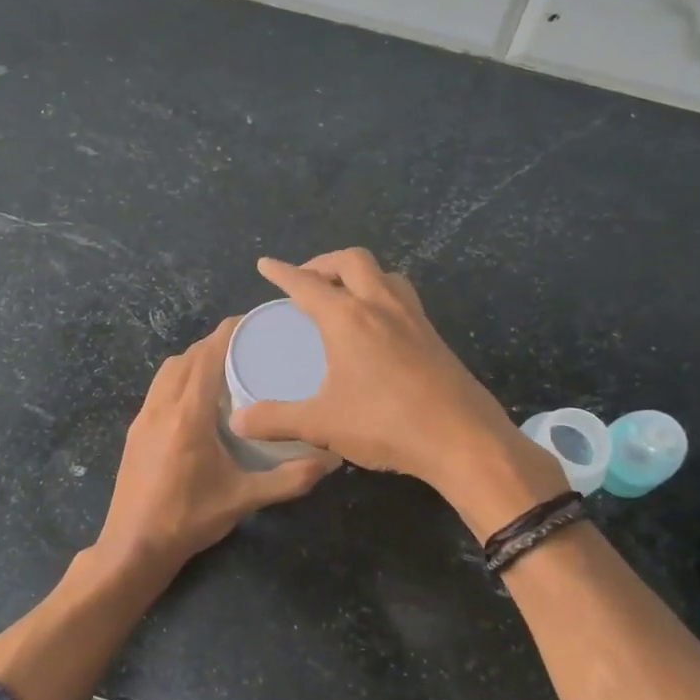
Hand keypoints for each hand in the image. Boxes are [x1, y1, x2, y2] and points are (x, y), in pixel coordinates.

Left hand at [95, 319, 339, 581]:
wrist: (133, 547)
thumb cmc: (188, 520)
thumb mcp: (244, 499)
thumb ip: (289, 479)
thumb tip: (331, 462)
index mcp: (188, 415)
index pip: (207, 356)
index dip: (229, 332)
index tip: (255, 322)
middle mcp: (161, 406)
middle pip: (187, 357)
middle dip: (216, 343)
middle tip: (249, 346)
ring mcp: (143, 417)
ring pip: (168, 370)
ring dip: (194, 359)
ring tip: (225, 367)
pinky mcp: (135, 431)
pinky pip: (158, 388)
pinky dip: (179, 378)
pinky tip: (198, 399)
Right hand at [228, 249, 559, 502]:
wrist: (462, 438)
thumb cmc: (385, 423)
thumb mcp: (321, 424)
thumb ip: (276, 419)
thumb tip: (237, 420)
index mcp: (348, 318)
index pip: (307, 284)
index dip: (282, 272)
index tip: (266, 264)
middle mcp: (381, 306)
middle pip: (352, 261)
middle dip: (324, 262)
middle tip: (306, 281)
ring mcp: (413, 318)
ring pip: (384, 274)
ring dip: (359, 274)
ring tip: (343, 295)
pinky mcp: (434, 336)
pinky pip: (402, 298)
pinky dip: (381, 295)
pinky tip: (377, 328)